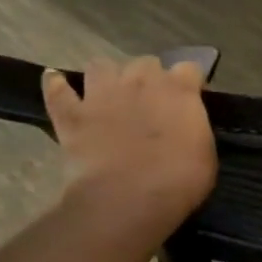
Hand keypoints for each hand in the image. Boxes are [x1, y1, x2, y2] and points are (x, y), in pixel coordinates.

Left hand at [43, 56, 216, 235]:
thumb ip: (194, 126)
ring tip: (112, 90)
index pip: (189, 68)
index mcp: (179, 89)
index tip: (192, 97)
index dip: (190, 82)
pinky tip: (56, 80)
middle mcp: (141, 81)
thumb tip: (187, 124)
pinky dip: (57, 85)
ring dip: (108, 75)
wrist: (129, 199)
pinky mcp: (71, 116)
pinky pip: (57, 92)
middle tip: (153, 98)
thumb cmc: (180, 179)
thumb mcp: (205, 150)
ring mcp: (102, 95)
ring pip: (101, 66)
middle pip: (146, 62)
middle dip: (150, 76)